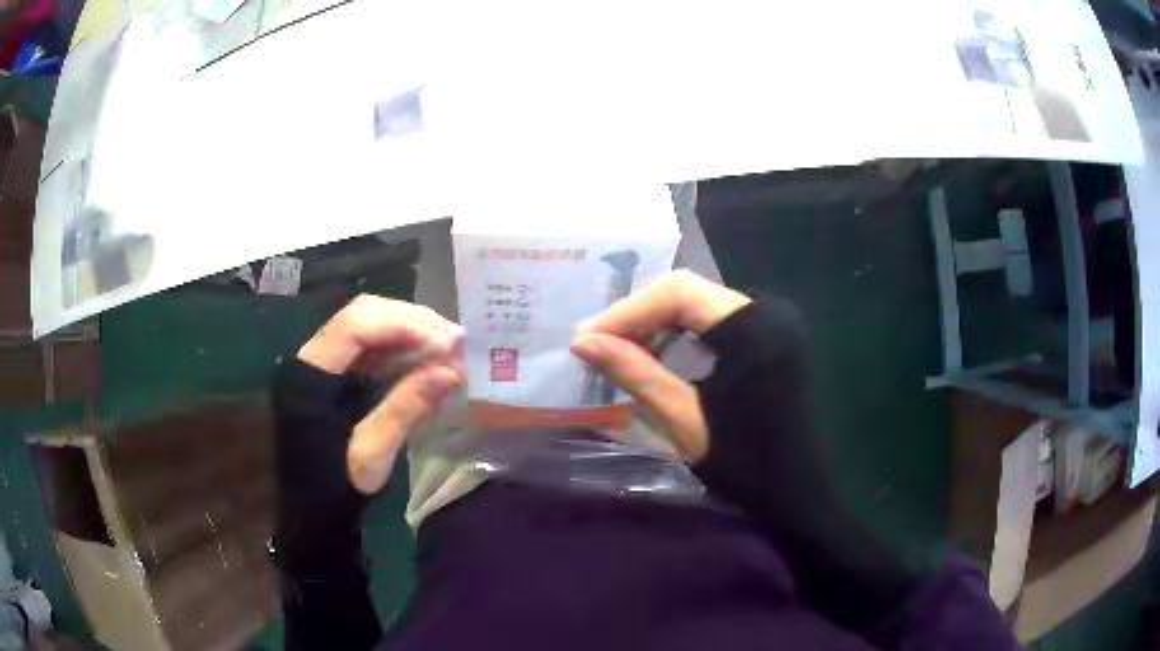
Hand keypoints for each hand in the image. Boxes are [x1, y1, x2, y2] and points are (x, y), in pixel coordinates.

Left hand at [298, 295, 463, 493]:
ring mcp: (324, 362)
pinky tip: (429, 359)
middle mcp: (312, 356)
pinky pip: (371, 347)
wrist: (309, 509)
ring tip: (450, 347)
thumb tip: (450, 371)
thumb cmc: (333, 488)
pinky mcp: (337, 374)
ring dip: (410, 331)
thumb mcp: (370, 455)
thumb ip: (404, 408)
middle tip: (455, 340)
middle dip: (410, 321)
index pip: (353, 326)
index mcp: (308, 374)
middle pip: (362, 315)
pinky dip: (402, 348)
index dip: (400, 325)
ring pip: (369, 325)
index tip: (443, 342)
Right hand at [571, 270, 750, 461]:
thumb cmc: (747, 464)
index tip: (587, 340)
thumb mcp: (685, 421)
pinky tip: (654, 355)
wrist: (797, 492)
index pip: (679, 292)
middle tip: (596, 346)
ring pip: (697, 304)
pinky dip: (678, 334)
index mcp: (754, 328)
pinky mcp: (767, 337)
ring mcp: (769, 323)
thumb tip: (583, 342)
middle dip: (637, 316)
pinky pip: (712, 321)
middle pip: (687, 292)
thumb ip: (636, 374)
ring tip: (617, 351)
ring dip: (654, 323)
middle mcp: (766, 312)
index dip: (628, 311)